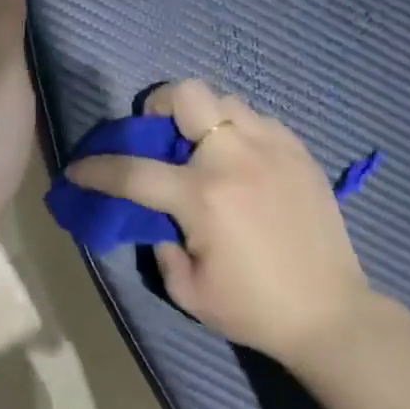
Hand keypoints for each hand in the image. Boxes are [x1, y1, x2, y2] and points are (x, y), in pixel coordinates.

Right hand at [66, 80, 373, 367]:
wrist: (330, 313)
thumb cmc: (254, 308)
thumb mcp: (187, 290)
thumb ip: (159, 243)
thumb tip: (155, 214)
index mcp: (203, 196)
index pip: (132, 170)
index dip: (96, 169)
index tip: (79, 169)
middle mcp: (235, 158)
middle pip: (187, 94)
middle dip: (159, 105)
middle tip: (159, 133)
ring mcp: (273, 148)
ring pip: (225, 100)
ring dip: (203, 118)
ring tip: (204, 148)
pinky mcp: (300, 152)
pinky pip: (259, 120)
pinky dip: (240, 131)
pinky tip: (243, 163)